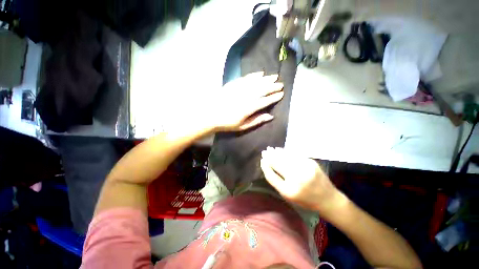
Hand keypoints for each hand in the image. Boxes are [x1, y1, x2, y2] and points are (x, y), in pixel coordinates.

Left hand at [209, 72, 283, 131]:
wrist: (211, 114)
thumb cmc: (227, 123)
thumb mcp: (243, 126)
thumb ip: (257, 120)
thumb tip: (270, 116)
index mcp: (248, 108)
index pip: (264, 101)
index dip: (273, 98)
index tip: (281, 94)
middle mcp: (246, 97)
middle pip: (262, 90)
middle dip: (273, 86)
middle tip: (281, 84)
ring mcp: (239, 89)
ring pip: (255, 82)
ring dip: (266, 79)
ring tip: (274, 76)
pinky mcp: (233, 84)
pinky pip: (246, 78)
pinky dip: (254, 75)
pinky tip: (260, 73)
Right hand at [260, 147, 345, 213]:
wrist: (328, 198)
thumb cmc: (305, 199)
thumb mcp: (288, 195)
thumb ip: (277, 181)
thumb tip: (268, 165)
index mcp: (289, 191)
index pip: (272, 176)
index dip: (265, 167)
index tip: (261, 160)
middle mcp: (297, 179)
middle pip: (278, 164)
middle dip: (269, 157)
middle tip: (264, 152)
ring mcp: (305, 169)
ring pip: (286, 157)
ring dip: (276, 152)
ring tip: (270, 149)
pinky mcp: (311, 162)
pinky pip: (294, 155)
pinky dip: (285, 152)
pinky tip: (280, 150)